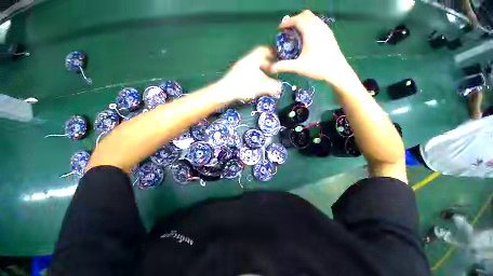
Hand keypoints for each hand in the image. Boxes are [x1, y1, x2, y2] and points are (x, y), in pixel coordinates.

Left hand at [217, 46, 280, 101]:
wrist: (224, 92)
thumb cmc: (242, 86)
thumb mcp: (259, 86)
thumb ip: (271, 86)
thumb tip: (280, 88)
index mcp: (252, 59)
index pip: (263, 50)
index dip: (272, 53)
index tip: (278, 58)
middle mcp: (246, 61)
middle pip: (259, 59)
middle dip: (268, 64)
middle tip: (273, 71)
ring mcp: (240, 68)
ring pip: (254, 66)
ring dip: (261, 71)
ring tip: (266, 79)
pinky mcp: (237, 75)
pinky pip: (249, 72)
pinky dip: (255, 76)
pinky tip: (257, 84)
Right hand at [269, 10, 354, 87]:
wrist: (337, 71)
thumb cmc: (317, 67)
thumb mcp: (298, 67)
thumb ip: (283, 66)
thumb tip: (270, 68)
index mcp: (310, 31)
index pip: (297, 19)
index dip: (287, 22)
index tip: (280, 28)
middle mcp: (319, 26)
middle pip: (306, 15)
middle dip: (295, 19)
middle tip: (288, 29)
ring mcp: (326, 30)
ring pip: (313, 18)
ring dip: (304, 21)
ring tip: (297, 32)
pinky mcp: (330, 35)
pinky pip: (319, 23)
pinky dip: (311, 25)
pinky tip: (308, 37)